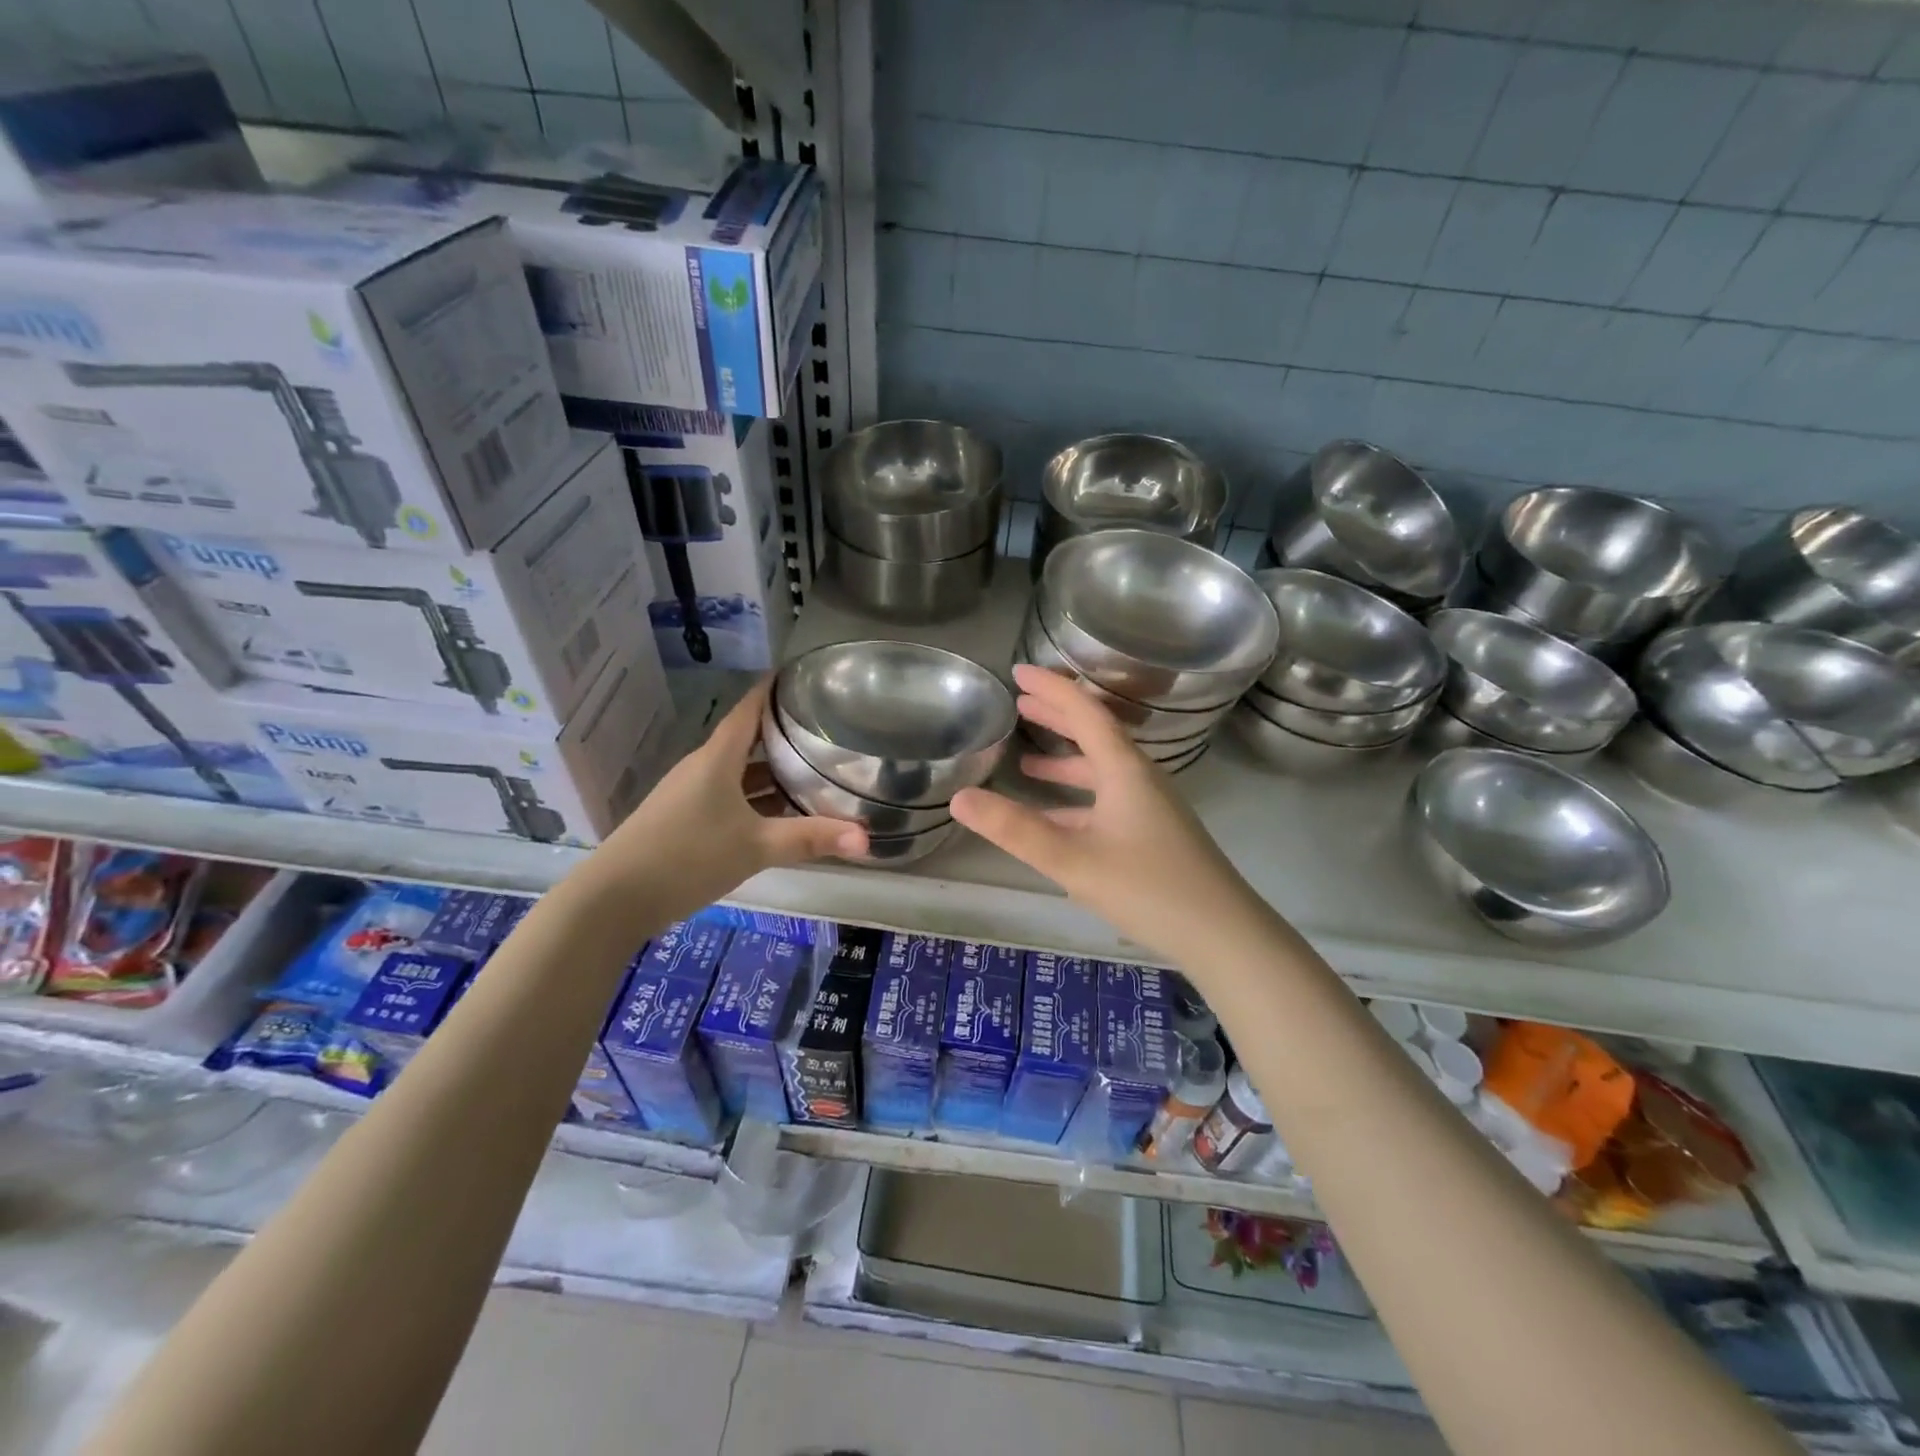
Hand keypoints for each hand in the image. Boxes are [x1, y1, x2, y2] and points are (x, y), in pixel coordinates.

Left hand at [588, 679, 866, 918]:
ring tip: (811, 772)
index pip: (748, 710)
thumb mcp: (756, 846)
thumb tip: (867, 838)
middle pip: (746, 742)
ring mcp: (689, 795)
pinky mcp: (683, 820)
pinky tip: (777, 816)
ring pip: (737, 773)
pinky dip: (755, 799)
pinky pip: (727, 797)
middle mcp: (702, 769)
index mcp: (717, 759)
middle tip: (825, 731)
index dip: (772, 691)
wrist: (614, 899)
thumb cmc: (688, 856)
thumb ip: (811, 839)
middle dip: (782, 736)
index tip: (800, 677)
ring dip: (770, 773)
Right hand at [950, 665, 1267, 966]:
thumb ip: (1015, 830)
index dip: (1051, 688)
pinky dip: (1077, 797)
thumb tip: (959, 798)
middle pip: (1095, 733)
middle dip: (1057, 716)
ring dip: (1066, 758)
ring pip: (1101, 769)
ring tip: (1026, 759)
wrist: (1223, 934)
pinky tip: (1054, 815)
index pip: (1084, 712)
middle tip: (1020, 703)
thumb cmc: (1149, 888)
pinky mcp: (1153, 832)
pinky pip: (1107, 799)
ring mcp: (1150, 806)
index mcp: (1124, 769)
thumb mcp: (1073, 860)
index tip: (1018, 672)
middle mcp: (1139, 778)